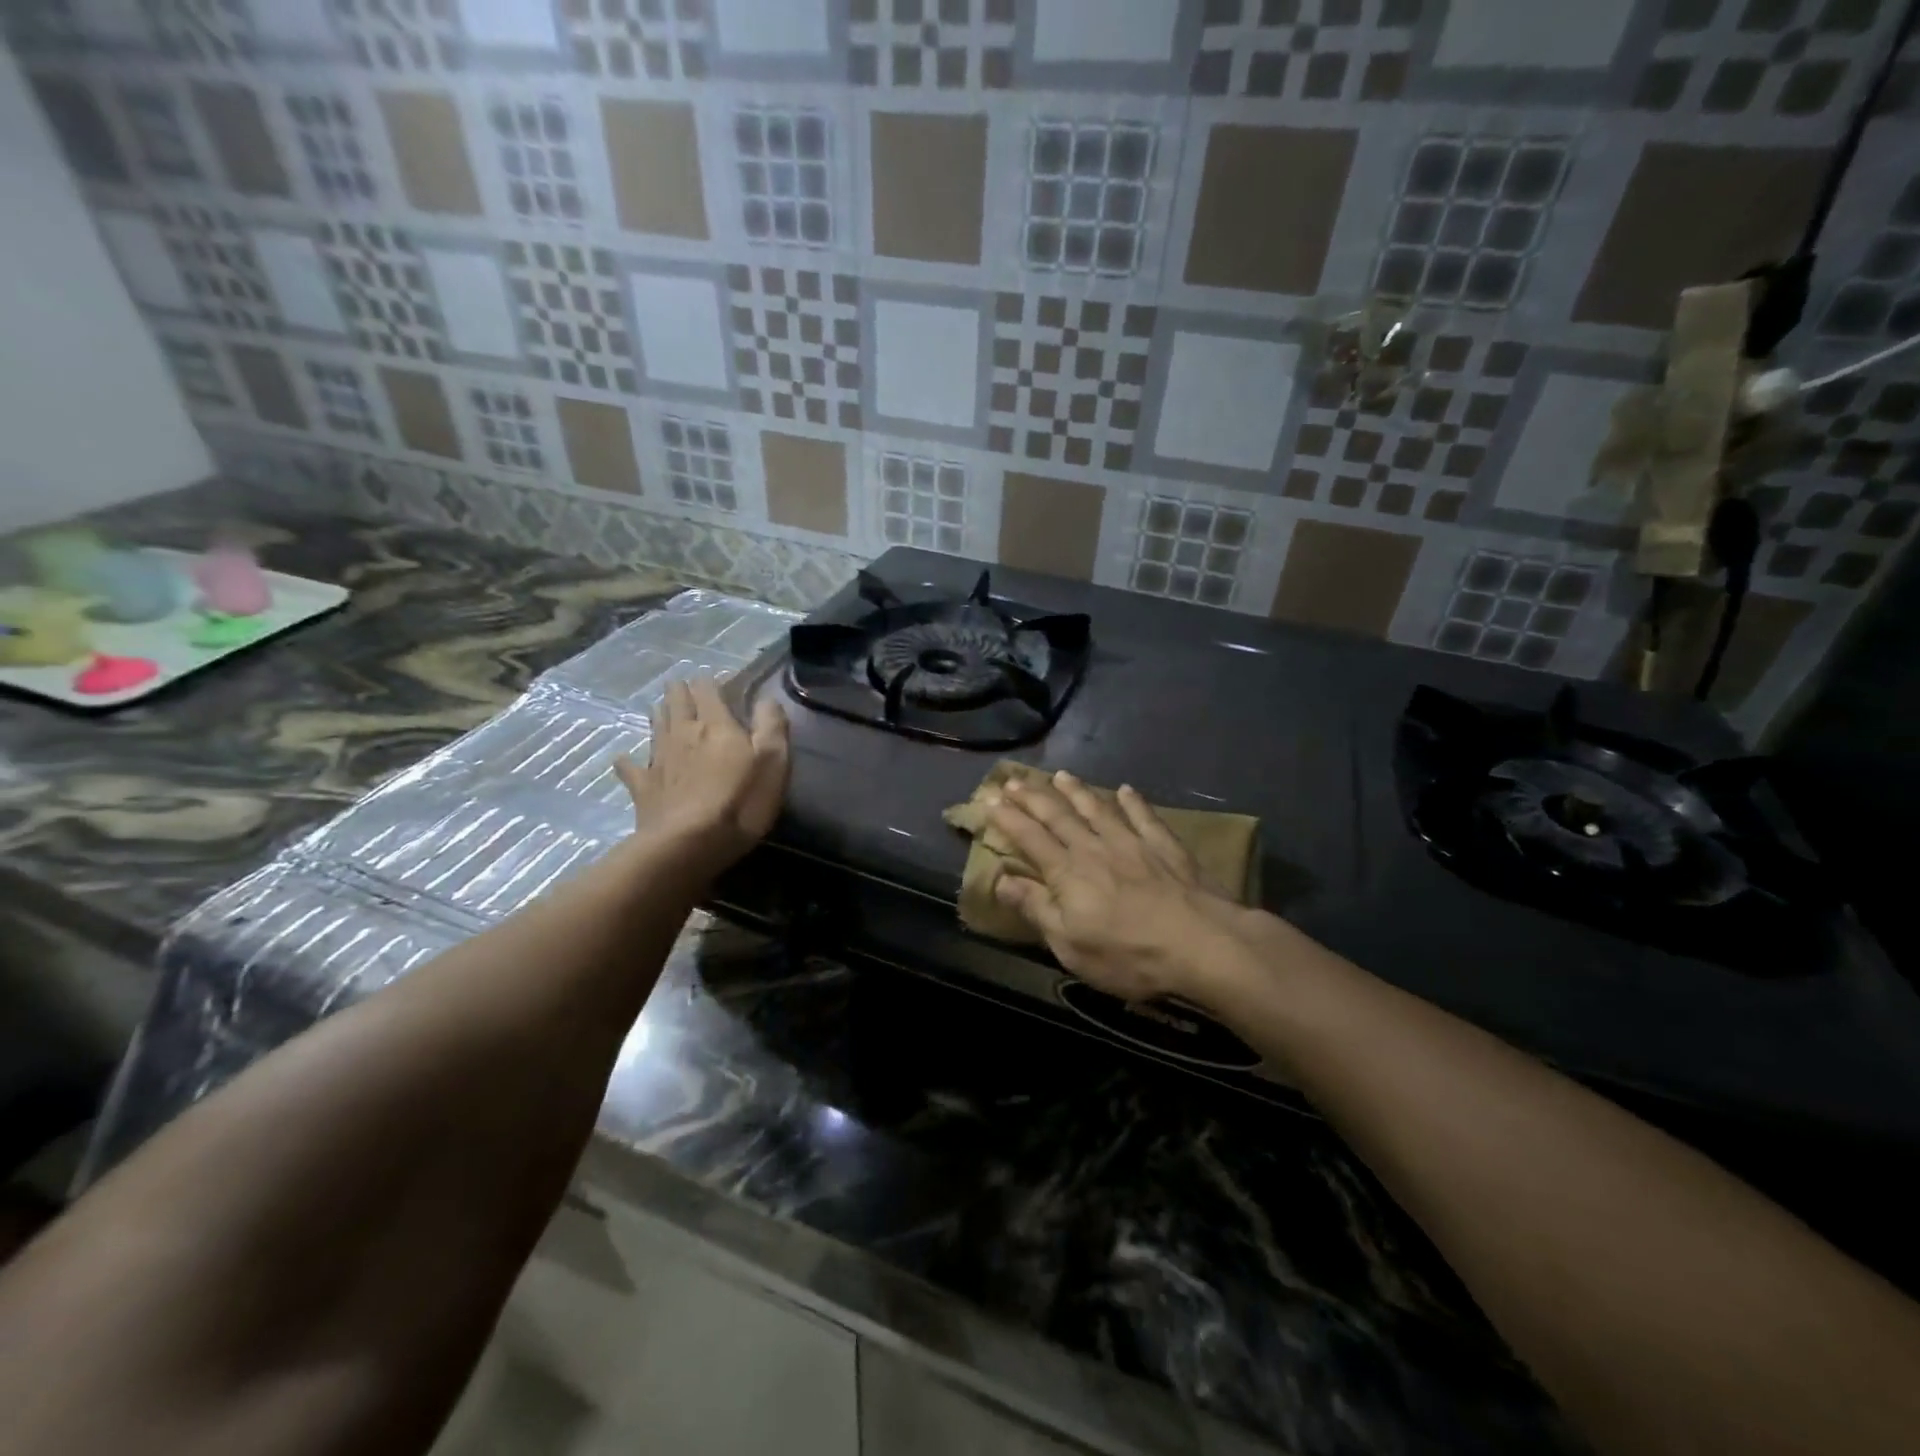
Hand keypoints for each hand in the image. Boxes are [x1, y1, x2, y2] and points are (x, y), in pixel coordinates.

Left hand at [614, 676, 788, 872]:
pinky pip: (630, 768)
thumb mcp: (773, 761)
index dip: (710, 682)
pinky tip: (625, 758)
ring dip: (659, 714)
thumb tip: (767, 699)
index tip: (715, 681)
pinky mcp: (643, 787)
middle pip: (677, 702)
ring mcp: (659, 759)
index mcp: (716, 724)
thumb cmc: (740, 801)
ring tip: (660, 708)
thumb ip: (771, 725)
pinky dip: (628, 761)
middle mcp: (683, 733)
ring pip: (656, 726)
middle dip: (679, 691)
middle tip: (682, 686)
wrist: (689, 844)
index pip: (708, 690)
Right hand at [987, 771, 1240, 1002]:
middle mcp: (1094, 848)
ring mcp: (1132, 843)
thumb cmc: (1128, 954)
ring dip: (1077, 791)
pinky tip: (1126, 790)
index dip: (1008, 819)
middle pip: (1058, 816)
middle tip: (1014, 780)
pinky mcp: (1165, 847)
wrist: (1200, 943)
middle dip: (1033, 797)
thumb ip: (1036, 908)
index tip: (990, 799)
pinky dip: (1133, 802)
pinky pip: (1144, 817)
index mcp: (1067, 873)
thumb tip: (1001, 880)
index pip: (1030, 838)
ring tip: (1061, 775)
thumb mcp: (1070, 944)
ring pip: (1097, 809)